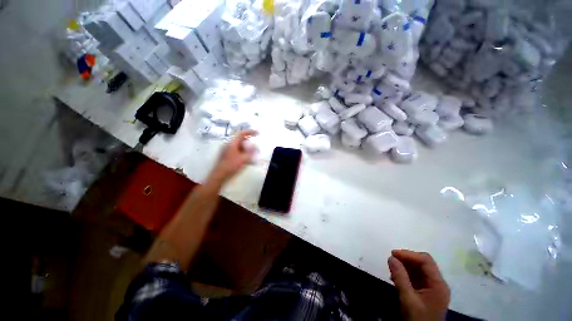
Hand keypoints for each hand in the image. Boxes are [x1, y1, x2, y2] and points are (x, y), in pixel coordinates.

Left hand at [209, 130, 257, 183]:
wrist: (219, 175)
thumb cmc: (231, 166)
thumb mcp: (243, 159)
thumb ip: (251, 152)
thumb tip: (256, 147)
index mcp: (232, 143)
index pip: (241, 133)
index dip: (250, 132)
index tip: (257, 133)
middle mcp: (229, 144)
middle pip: (240, 139)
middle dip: (249, 141)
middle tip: (256, 145)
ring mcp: (227, 150)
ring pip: (239, 145)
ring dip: (247, 147)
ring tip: (253, 153)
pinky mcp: (227, 155)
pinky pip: (237, 150)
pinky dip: (243, 152)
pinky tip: (247, 158)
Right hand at [388, 250, 449, 320]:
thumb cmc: (418, 318)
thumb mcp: (408, 299)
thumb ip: (400, 278)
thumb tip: (391, 258)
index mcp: (438, 284)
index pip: (426, 261)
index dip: (409, 254)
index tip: (393, 254)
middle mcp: (437, 283)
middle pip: (422, 263)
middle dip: (406, 260)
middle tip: (391, 260)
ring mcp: (432, 287)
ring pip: (418, 269)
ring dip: (404, 267)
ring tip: (391, 270)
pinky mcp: (425, 291)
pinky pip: (415, 277)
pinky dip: (405, 274)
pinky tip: (395, 278)